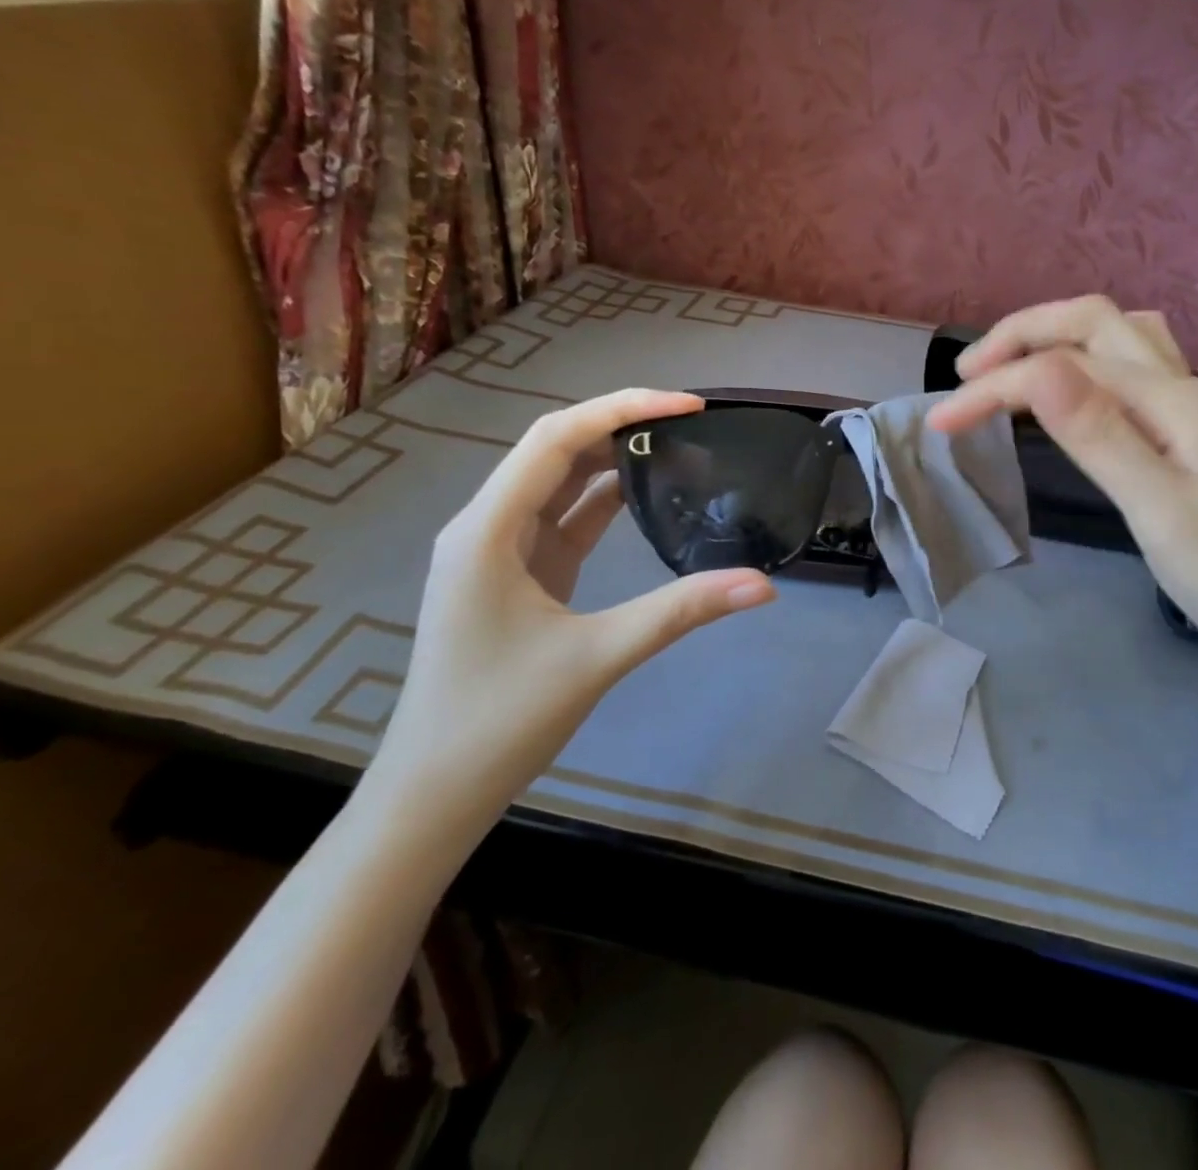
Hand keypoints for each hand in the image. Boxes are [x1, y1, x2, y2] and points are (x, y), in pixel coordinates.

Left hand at [362, 391, 775, 842]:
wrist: (434, 793)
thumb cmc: (499, 721)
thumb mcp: (597, 657)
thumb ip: (681, 612)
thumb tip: (764, 584)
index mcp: (486, 531)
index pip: (555, 440)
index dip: (622, 409)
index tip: (688, 405)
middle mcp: (486, 526)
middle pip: (555, 450)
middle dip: (621, 424)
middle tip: (692, 419)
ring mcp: (499, 551)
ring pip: (559, 481)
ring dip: (612, 457)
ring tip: (678, 442)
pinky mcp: (517, 574)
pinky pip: (563, 517)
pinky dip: (605, 498)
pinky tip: (646, 491)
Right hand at [930, 298, 1197, 678]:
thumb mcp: (1161, 511)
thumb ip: (1099, 435)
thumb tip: (1039, 367)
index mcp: (1174, 402)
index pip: (1064, 369)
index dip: (996, 386)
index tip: (940, 422)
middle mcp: (1183, 388)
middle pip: (1095, 323)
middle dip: (1023, 334)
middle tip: (967, 373)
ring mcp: (1191, 408)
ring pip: (1118, 338)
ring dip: (1057, 337)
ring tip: (1009, 368)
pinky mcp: (1189, 434)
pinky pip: (1129, 371)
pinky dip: (1084, 362)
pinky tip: (1070, 390)